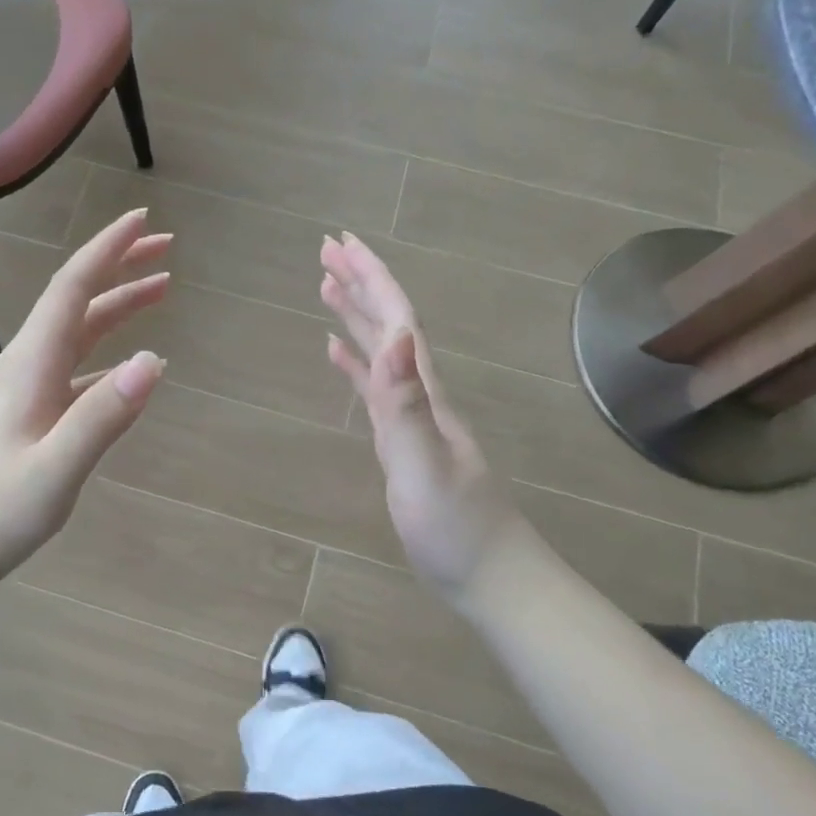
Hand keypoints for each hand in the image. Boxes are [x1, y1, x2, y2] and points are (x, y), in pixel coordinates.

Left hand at [0, 209, 169, 586]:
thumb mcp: (55, 470)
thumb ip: (102, 417)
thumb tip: (153, 363)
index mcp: (31, 363)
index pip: (72, 287)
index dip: (108, 250)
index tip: (142, 220)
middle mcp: (28, 362)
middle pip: (77, 299)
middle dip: (121, 266)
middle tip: (167, 247)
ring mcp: (27, 386)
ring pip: (79, 331)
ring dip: (118, 305)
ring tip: (161, 291)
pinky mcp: (31, 410)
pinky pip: (77, 365)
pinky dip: (109, 352)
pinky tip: (131, 366)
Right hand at [321, 233, 522, 602]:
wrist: (489, 573)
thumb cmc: (456, 527)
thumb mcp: (424, 466)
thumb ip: (406, 404)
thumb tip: (395, 336)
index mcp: (424, 390)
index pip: (398, 318)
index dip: (372, 277)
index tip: (341, 242)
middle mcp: (419, 390)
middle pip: (389, 322)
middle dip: (361, 281)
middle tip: (327, 247)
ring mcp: (411, 414)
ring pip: (381, 349)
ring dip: (356, 313)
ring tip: (326, 284)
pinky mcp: (400, 438)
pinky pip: (374, 386)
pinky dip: (354, 361)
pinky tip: (337, 351)